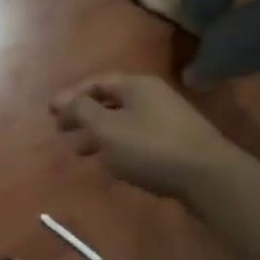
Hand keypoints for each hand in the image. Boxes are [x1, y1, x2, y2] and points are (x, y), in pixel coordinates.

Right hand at [49, 73, 233, 202]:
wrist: (209, 177)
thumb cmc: (151, 148)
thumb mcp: (108, 129)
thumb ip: (82, 111)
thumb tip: (63, 99)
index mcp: (136, 85)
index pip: (96, 82)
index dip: (71, 96)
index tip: (50, 112)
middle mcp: (152, 95)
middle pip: (110, 100)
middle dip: (83, 115)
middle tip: (62, 131)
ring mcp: (167, 118)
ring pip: (124, 120)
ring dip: (99, 133)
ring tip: (81, 152)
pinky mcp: (177, 141)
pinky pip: (138, 136)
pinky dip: (118, 145)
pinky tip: (112, 162)